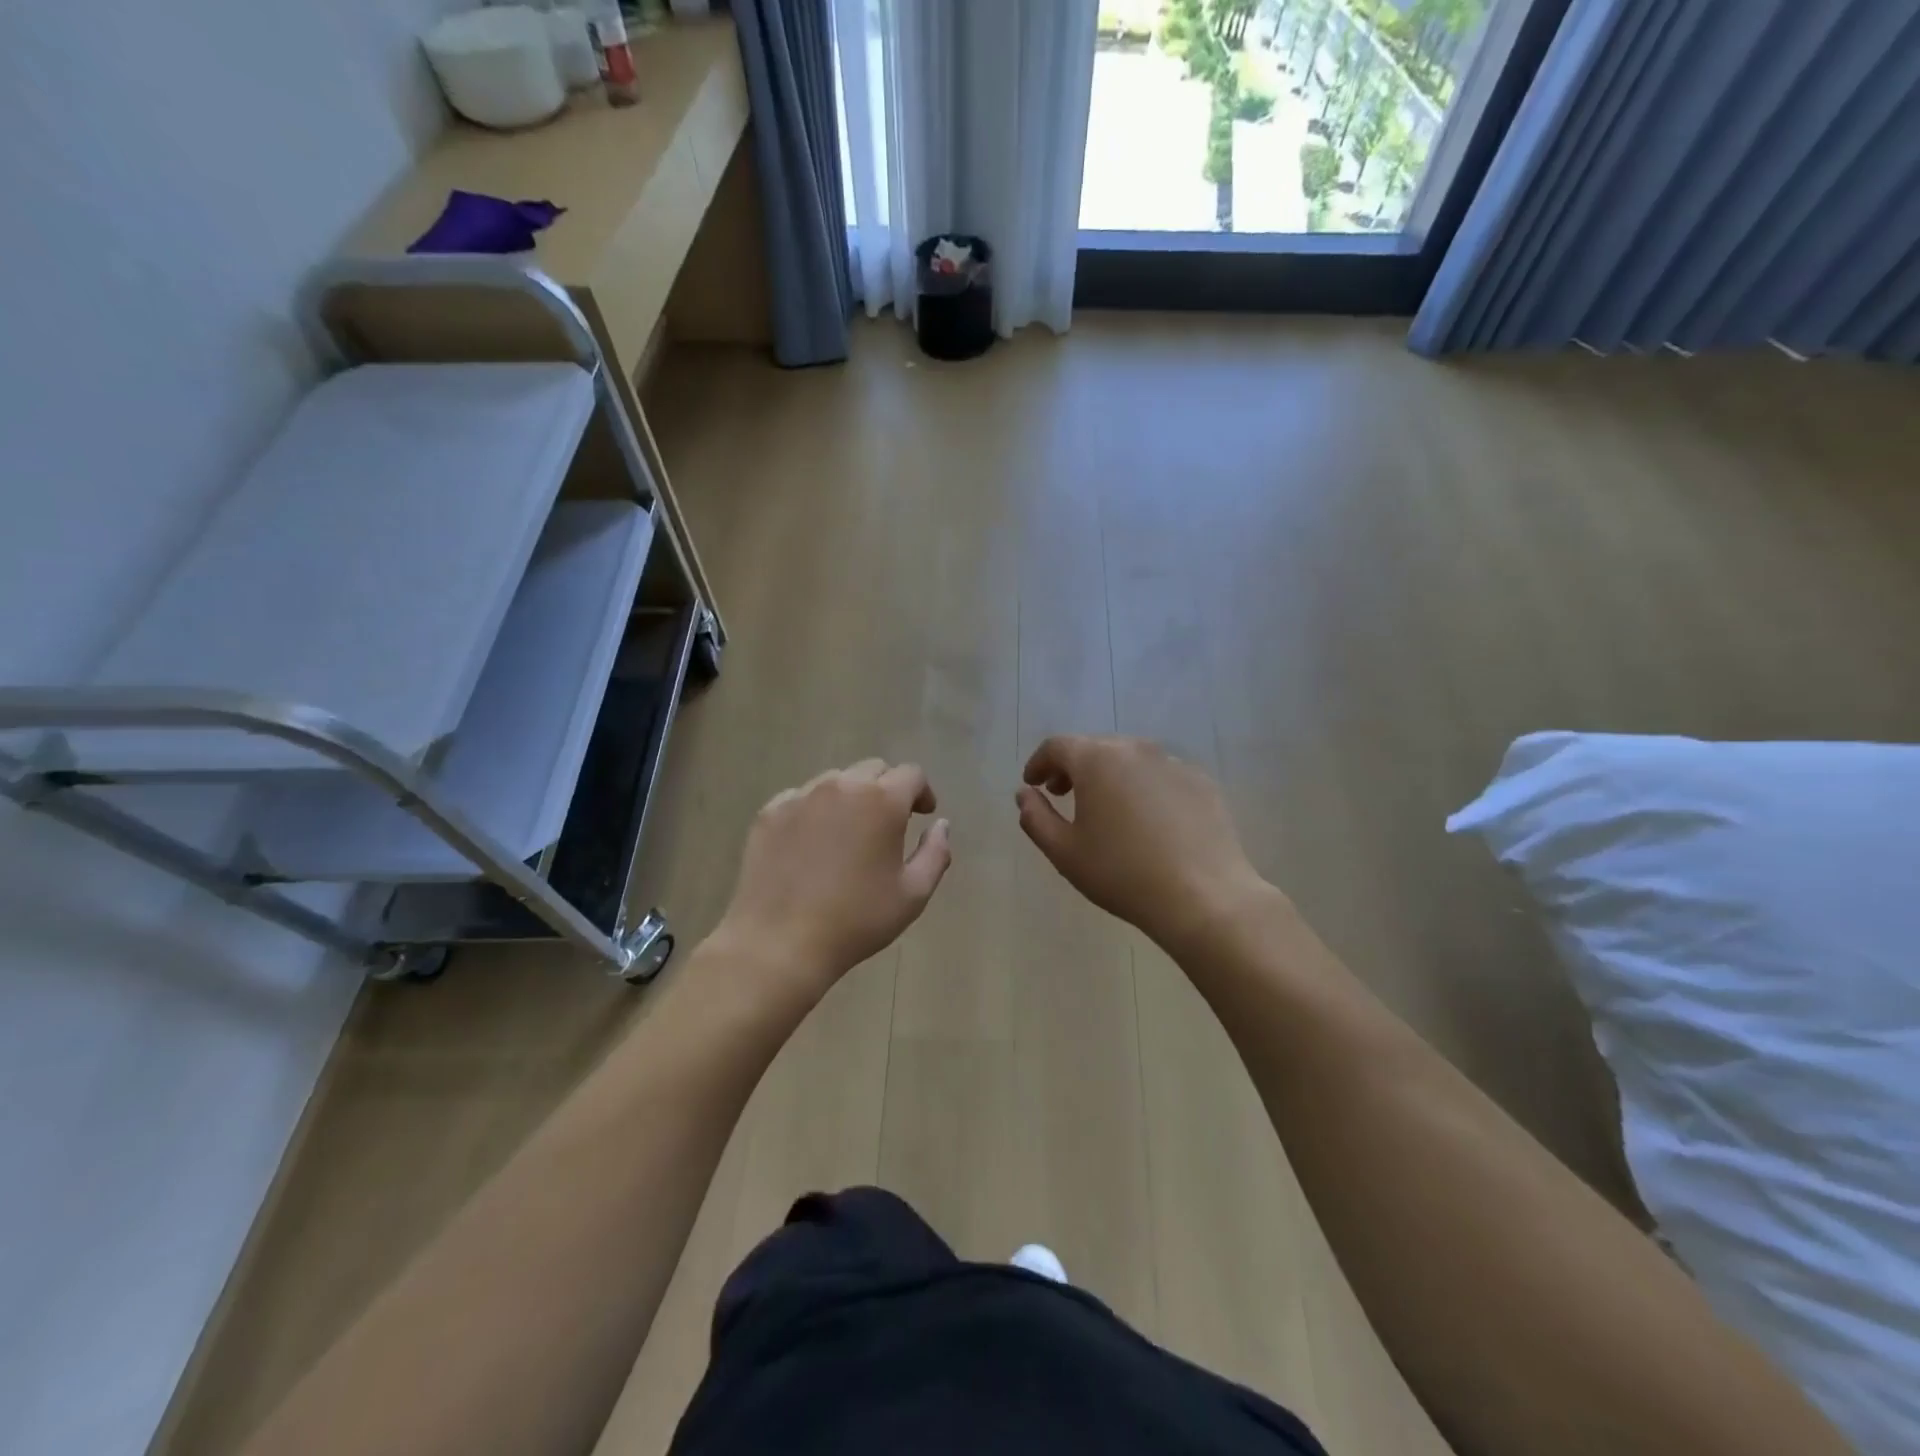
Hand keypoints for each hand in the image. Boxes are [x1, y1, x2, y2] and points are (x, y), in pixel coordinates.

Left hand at [713, 759, 950, 999]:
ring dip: (850, 797)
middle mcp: (841, 786)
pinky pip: (801, 798)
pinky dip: (815, 811)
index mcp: (882, 801)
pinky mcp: (770, 813)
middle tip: (889, 823)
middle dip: (887, 789)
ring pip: (835, 781)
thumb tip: (940, 825)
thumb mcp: (913, 894)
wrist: (779, 943)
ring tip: (849, 832)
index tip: (923, 815)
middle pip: (873, 770)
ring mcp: (801, 796)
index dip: (922, 792)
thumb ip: (936, 853)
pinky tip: (812, 843)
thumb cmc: (856, 920)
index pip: (911, 774)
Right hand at [1015, 735, 1268, 952]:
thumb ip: (1035, 818)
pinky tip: (1147, 821)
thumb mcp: (1064, 852)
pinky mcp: (1201, 782)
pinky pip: (1161, 776)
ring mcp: (1173, 763)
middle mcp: (1136, 749)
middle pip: (1095, 748)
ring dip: (1109, 776)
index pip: (1058, 746)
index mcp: (1097, 760)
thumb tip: (1025, 794)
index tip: (1032, 784)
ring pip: (1130, 759)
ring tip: (1105, 808)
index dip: (1039, 762)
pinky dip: (1144, 787)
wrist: (1204, 897)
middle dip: (1073, 768)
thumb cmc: (1122, 873)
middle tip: (1063, 794)